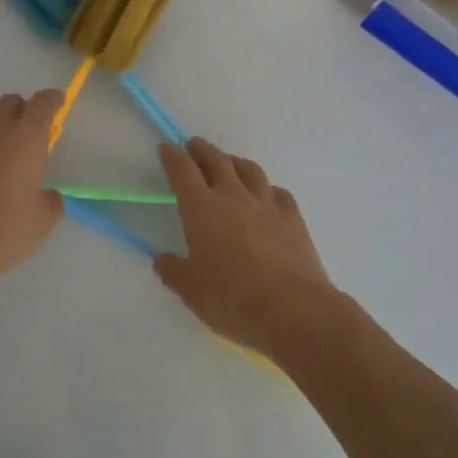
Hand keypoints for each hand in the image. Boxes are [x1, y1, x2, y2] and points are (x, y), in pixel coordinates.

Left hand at [0, 91, 65, 286]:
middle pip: (10, 101)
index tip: (57, 105)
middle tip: (27, 134)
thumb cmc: (6, 230)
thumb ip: (51, 199)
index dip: (52, 100)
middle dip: (22, 111)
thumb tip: (46, 195)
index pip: (44, 102)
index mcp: (28, 137)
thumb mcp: (44, 220)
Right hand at [153, 138, 342, 360]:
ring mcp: (267, 203)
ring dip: (233, 162)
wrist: (294, 310)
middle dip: (201, 150)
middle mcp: (233, 196)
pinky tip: (265, 197)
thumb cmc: (234, 300)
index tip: (166, 147)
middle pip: (216, 160)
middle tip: (193, 147)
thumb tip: (163, 260)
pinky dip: (265, 188)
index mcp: (202, 209)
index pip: (183, 171)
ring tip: (228, 164)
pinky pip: (276, 191)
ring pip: (249, 169)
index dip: (172, 156)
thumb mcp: (192, 292)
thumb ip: (174, 271)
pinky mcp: (293, 216)